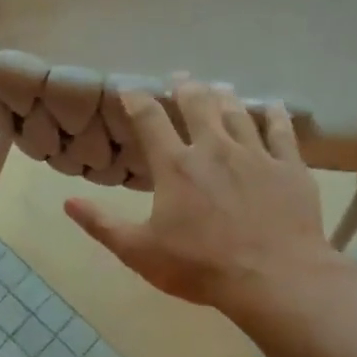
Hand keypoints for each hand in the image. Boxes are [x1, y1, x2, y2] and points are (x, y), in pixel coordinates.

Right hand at [63, 78, 356, 321]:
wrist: (274, 278)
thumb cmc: (200, 266)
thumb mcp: (139, 252)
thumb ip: (102, 225)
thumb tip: (68, 202)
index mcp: (175, 165)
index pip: (150, 120)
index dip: (137, 99)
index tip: (129, 88)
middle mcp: (214, 148)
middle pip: (198, 104)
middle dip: (185, 87)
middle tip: (179, 77)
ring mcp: (255, 154)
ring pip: (238, 112)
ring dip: (224, 96)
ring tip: (218, 87)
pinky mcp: (289, 167)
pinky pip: (281, 131)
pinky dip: (274, 115)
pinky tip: (272, 106)